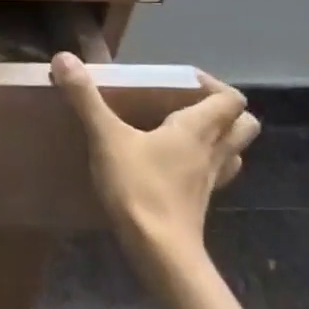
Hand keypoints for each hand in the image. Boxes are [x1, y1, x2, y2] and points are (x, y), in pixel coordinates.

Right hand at [51, 54, 259, 274]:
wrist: (159, 251)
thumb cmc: (139, 188)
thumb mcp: (106, 138)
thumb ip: (86, 98)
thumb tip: (64, 57)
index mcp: (198, 129)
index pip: (230, 98)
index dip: (212, 84)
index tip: (181, 80)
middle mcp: (213, 151)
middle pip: (245, 124)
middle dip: (224, 110)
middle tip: (188, 103)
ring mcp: (211, 180)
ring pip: (234, 151)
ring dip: (220, 137)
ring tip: (185, 132)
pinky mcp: (200, 202)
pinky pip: (215, 175)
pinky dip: (204, 164)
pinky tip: (177, 166)